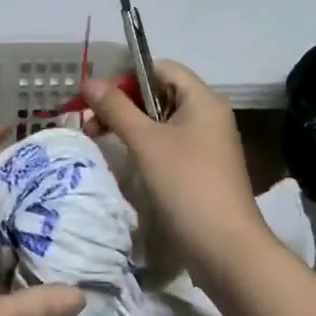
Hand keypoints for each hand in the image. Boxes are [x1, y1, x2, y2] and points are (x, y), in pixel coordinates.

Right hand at [80, 60, 273, 281]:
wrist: (226, 248)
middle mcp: (209, 115)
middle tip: (92, 123)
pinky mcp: (203, 169)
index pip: (161, 68)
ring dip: (131, 126)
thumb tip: (89, 81)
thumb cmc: (186, 184)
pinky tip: (128, 162)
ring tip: (102, 141)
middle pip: (160, 93)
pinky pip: (170, 144)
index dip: (128, 77)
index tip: (101, 99)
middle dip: (124, 103)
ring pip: (163, 121)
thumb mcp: (145, 142)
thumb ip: (116, 108)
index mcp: (203, 99)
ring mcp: (209, 144)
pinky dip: (146, 146)